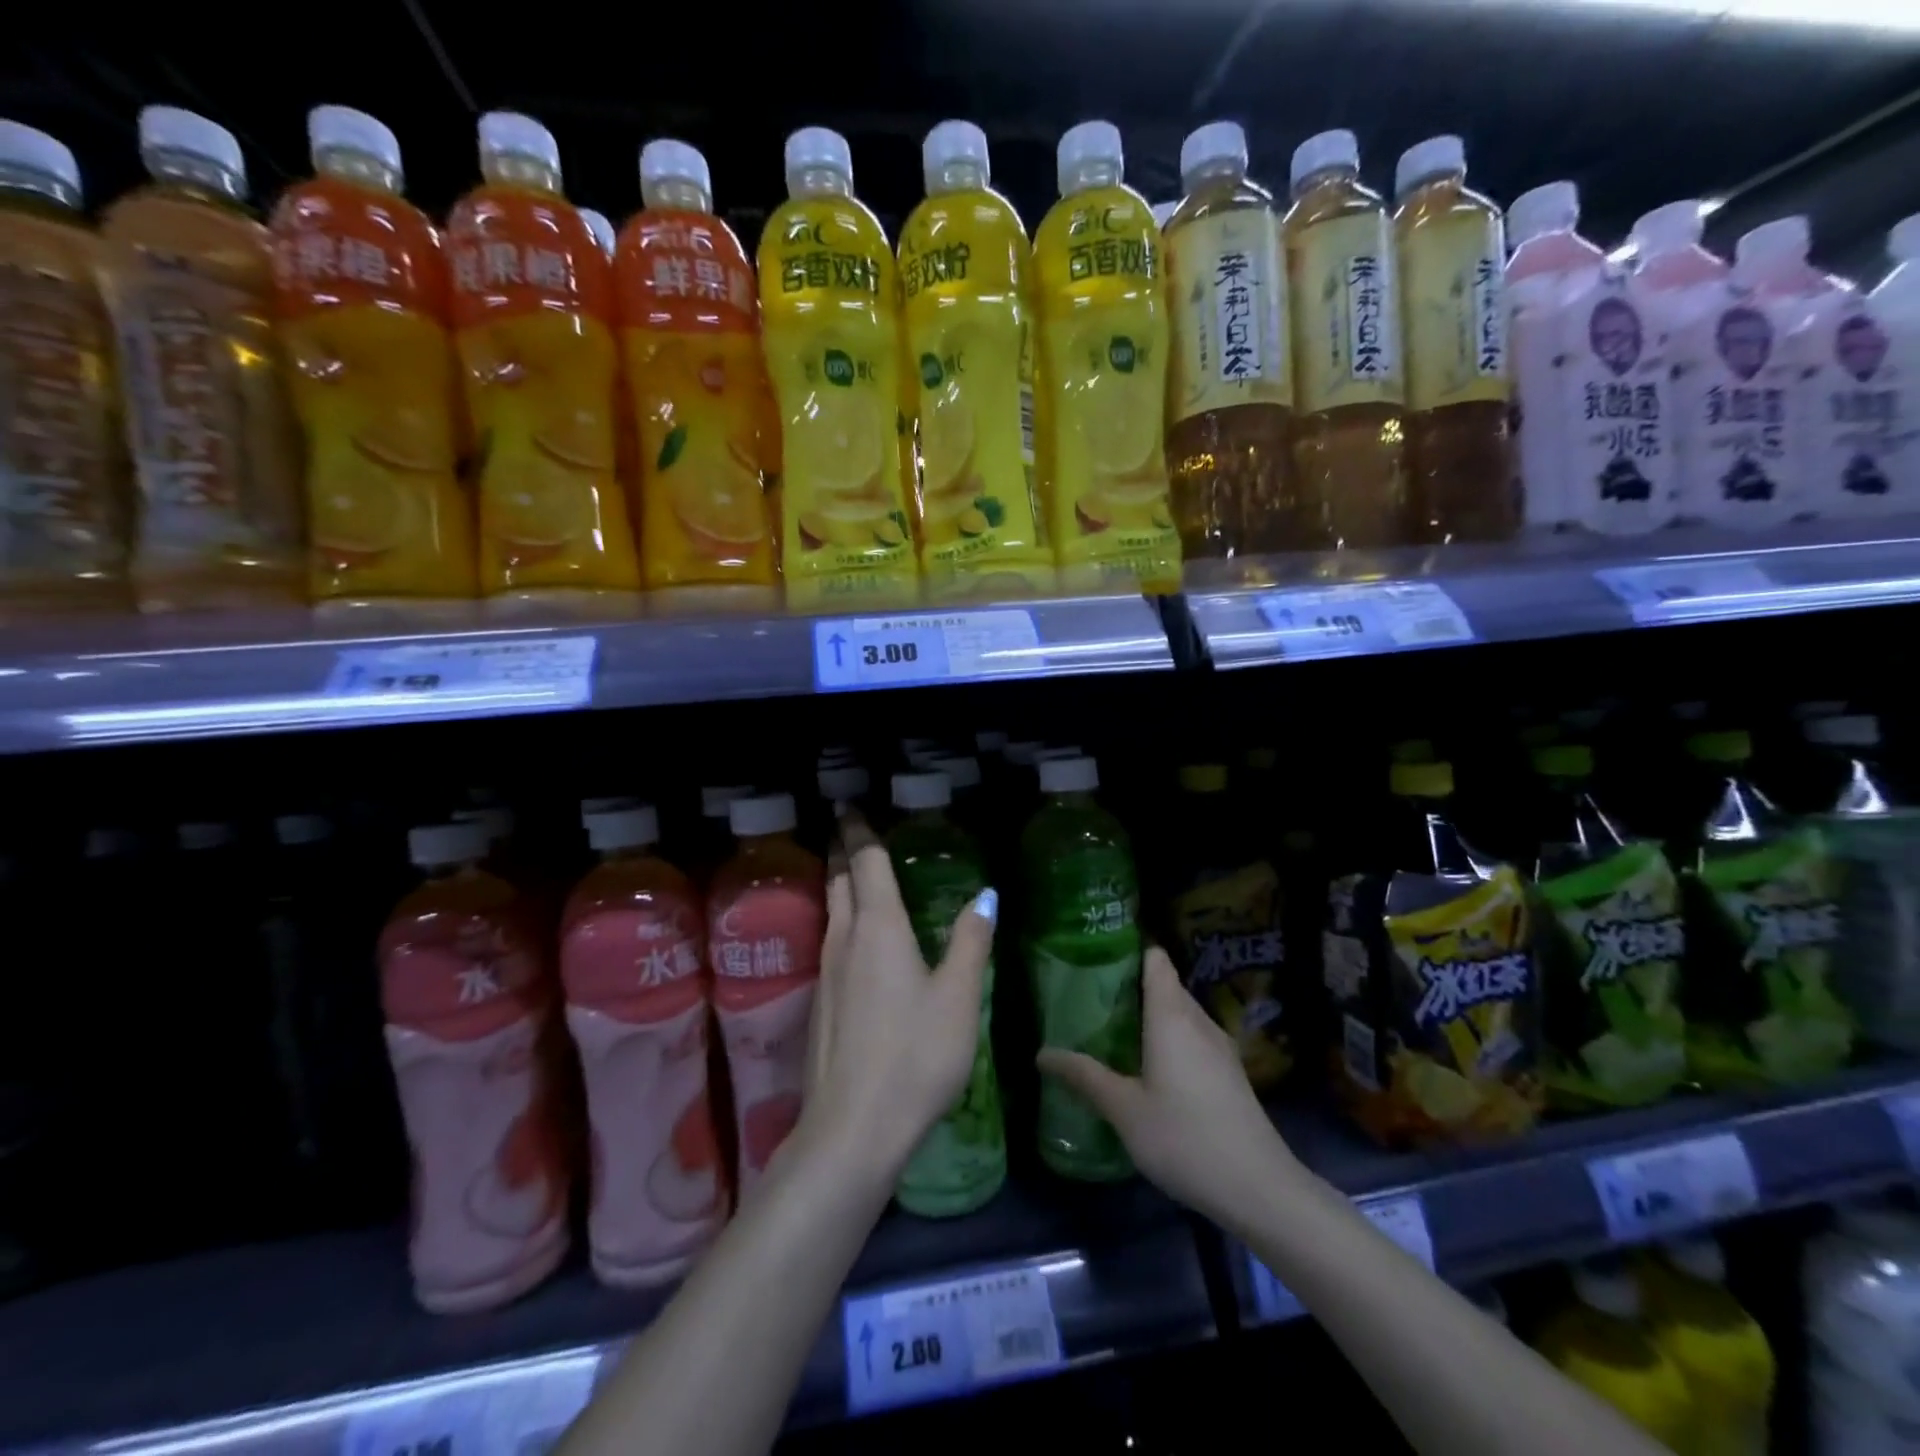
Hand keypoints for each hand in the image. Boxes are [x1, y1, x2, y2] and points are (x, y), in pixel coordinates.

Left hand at [796, 810, 995, 1183]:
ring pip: (831, 910)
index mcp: (878, 928)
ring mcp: (826, 972)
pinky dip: (842, 919)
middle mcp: (845, 939)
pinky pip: (830, 940)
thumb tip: (985, 895)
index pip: (865, 862)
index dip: (860, 829)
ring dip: (840, 883)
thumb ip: (970, 941)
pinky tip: (859, 939)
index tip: (850, 804)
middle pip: (839, 879)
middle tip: (851, 829)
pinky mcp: (821, 1002)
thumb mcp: (958, 998)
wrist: (852, 1129)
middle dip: (844, 849)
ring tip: (856, 873)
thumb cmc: (915, 1056)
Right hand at [1035, 948, 1297, 1228]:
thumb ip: (1084, 1077)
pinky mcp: (1229, 1071)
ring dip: (1149, 1014)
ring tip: (1111, 1028)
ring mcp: (1219, 1045)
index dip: (1128, 949)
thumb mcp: (1124, 1110)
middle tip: (1089, 997)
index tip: (1095, 955)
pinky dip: (1168, 1036)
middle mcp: (1198, 1019)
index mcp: (1171, 1015)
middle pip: (1164, 983)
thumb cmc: (1184, 1138)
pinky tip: (1147, 1065)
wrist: (1260, 1188)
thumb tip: (1041, 1053)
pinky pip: (1192, 1035)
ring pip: (1179, 1012)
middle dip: (1129, 984)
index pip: (1155, 958)